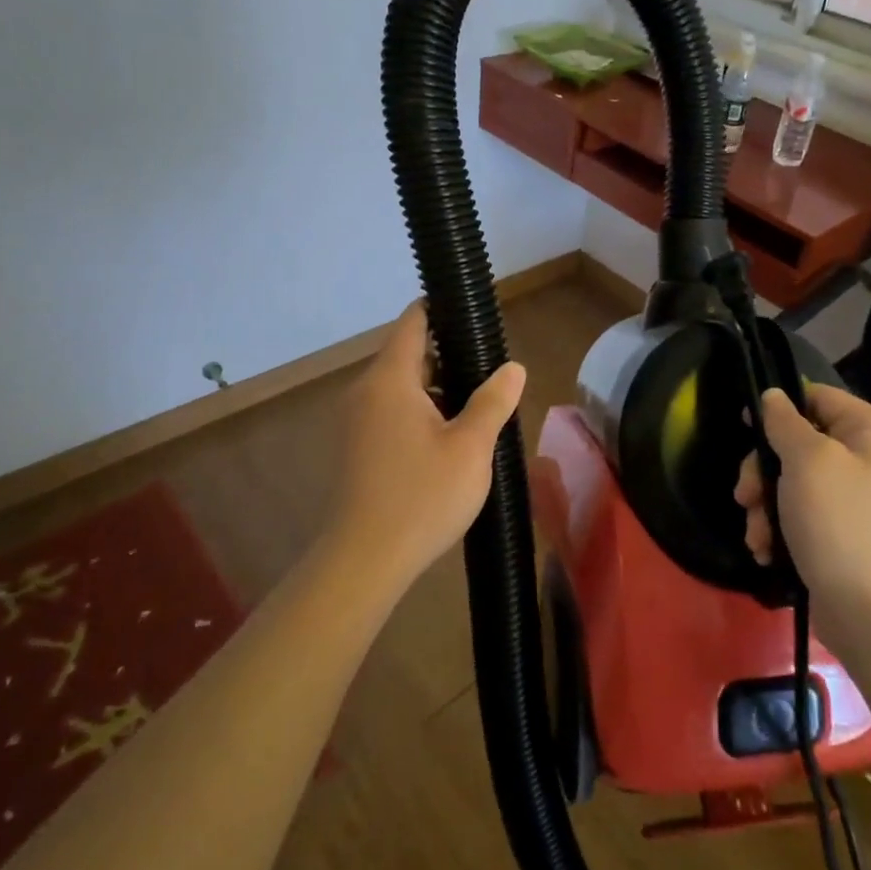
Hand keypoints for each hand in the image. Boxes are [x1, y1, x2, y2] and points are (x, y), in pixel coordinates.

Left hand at [326, 302, 526, 594]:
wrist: (364, 561)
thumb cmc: (422, 496)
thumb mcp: (471, 447)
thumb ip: (493, 401)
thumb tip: (513, 367)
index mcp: (390, 380)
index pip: (413, 321)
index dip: (442, 309)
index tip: (474, 314)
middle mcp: (366, 391)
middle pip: (408, 354)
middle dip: (449, 356)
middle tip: (491, 371)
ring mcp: (357, 421)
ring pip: (401, 387)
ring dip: (437, 389)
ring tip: (477, 406)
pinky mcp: (357, 447)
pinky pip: (391, 411)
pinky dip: (420, 411)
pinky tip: (449, 438)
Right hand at [735, 383, 870, 658]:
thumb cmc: (842, 527)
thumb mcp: (808, 462)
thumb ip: (784, 422)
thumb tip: (773, 396)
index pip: (817, 397)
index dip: (778, 409)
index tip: (745, 428)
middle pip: (800, 442)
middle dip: (764, 471)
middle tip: (745, 496)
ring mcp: (860, 498)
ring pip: (794, 481)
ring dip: (766, 506)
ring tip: (758, 535)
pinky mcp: (846, 533)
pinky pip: (803, 513)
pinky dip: (781, 529)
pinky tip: (768, 552)